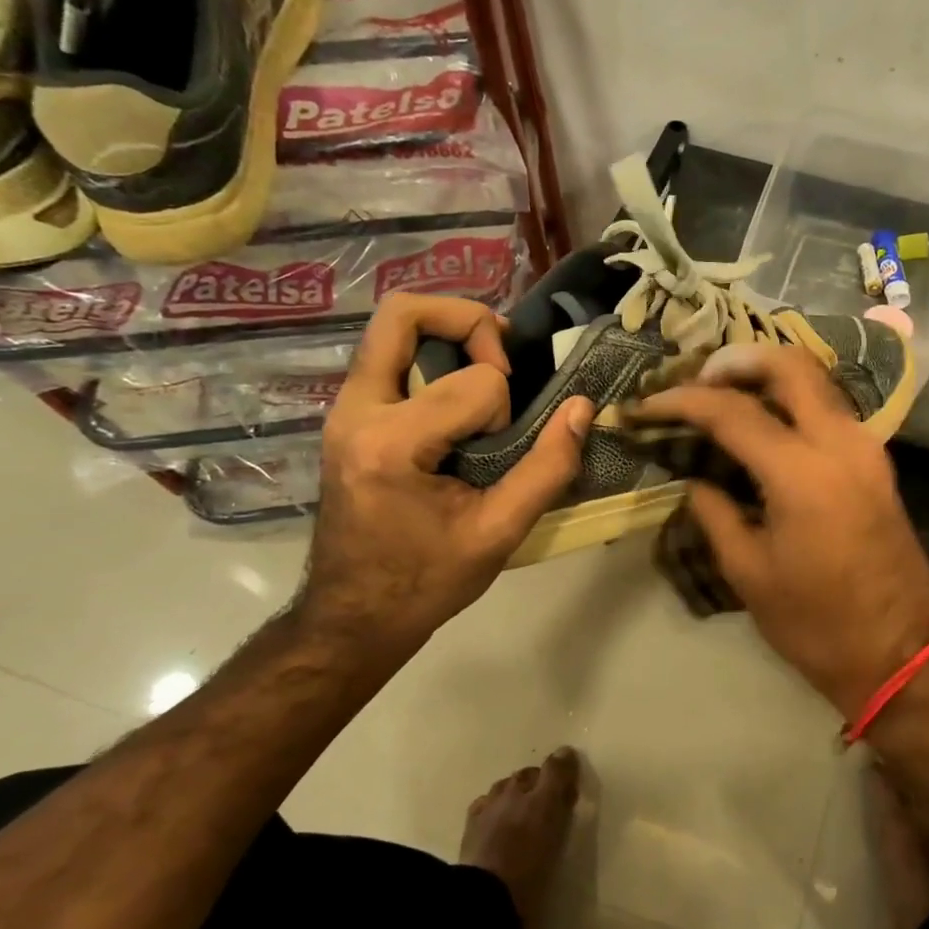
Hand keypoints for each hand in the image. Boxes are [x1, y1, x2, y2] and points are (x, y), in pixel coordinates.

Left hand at [291, 294, 593, 665]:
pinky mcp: (348, 416)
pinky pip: (392, 358)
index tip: (501, 450)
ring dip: (451, 337)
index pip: (475, 383)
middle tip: (503, 360)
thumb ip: (547, 468)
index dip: (505, 408)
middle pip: (404, 313)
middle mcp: (356, 411)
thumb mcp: (499, 533)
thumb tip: (584, 407)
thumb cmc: (425, 582)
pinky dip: (435, 360)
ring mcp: (344, 410)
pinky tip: (462, 400)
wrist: (353, 616)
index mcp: (392, 444)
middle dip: (469, 321)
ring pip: (394, 329)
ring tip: (490, 374)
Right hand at [636, 343, 928, 716]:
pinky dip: (792, 399)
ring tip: (722, 394)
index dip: (682, 401)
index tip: (647, 404)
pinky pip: (830, 408)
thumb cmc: (816, 624)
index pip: (733, 411)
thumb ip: (715, 513)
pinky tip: (763, 421)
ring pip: (816, 380)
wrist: (900, 653)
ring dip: (767, 374)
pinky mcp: (877, 461)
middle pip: (789, 365)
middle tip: (695, 381)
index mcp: (803, 474)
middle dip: (736, 361)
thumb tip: (696, 479)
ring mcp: (867, 447)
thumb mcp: (749, 573)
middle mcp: (842, 443)